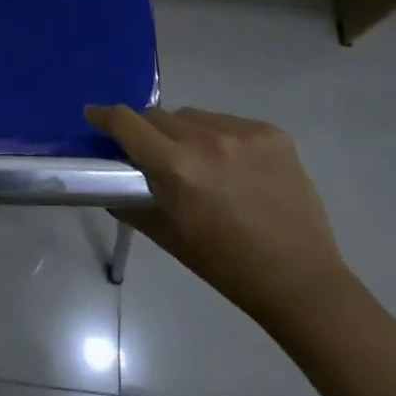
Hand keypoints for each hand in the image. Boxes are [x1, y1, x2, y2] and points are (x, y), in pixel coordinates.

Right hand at [86, 104, 352, 326]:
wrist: (301, 280)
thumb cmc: (226, 265)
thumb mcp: (168, 237)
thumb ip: (131, 202)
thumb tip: (107, 182)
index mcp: (177, 168)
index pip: (126, 122)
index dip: (105, 116)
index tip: (94, 115)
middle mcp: (206, 140)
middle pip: (158, 115)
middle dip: (149, 132)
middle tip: (155, 156)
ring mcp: (242, 132)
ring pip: (193, 116)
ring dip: (185, 132)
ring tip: (201, 163)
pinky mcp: (271, 133)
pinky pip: (228, 122)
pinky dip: (221, 138)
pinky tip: (235, 167)